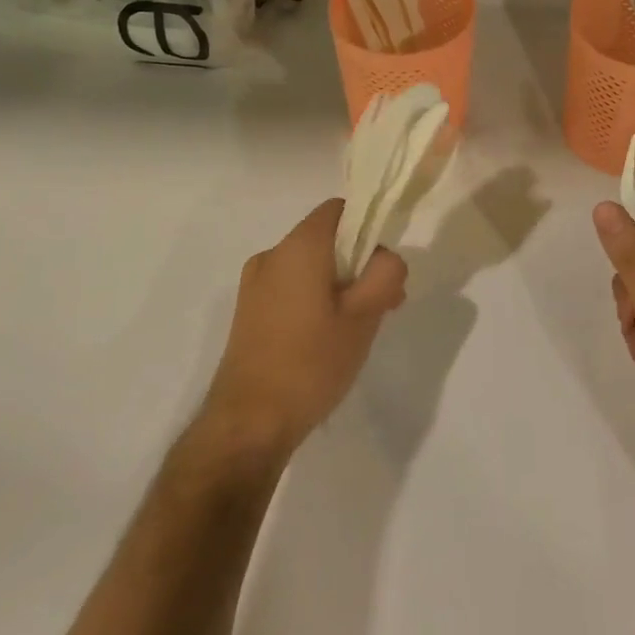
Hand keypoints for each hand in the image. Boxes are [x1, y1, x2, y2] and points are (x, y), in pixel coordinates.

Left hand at [200, 198, 407, 461]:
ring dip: (338, 284)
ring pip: (309, 266)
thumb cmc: (311, 363)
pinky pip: (290, 288)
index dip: (368, 228)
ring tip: (357, 328)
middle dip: (358, 263)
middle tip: (382, 304)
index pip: (339, 210)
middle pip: (326, 239)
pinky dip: (313, 299)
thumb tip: (386, 257)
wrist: (248, 424)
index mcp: (299, 246)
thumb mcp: (364, 317)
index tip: (383, 265)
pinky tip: (326, 340)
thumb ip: (385, 273)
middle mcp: (272, 255)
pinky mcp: (248, 312)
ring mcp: (254, 284)